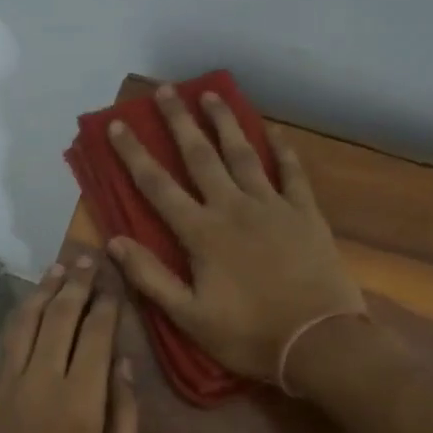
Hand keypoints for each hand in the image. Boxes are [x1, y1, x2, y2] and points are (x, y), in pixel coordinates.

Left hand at [0, 256, 138, 432]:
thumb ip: (125, 416)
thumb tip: (123, 363)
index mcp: (80, 403)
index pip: (95, 335)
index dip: (105, 303)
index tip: (113, 280)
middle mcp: (40, 383)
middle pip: (60, 318)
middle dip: (76, 283)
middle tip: (87, 256)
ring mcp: (5, 387)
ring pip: (26, 324)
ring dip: (44, 292)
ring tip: (59, 268)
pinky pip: (3, 346)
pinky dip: (20, 320)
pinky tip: (30, 307)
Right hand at [105, 84, 364, 384]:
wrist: (319, 343)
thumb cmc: (249, 334)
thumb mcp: (189, 316)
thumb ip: (150, 277)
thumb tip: (113, 242)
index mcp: (201, 234)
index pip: (158, 186)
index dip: (134, 155)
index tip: (118, 125)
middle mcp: (233, 208)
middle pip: (201, 156)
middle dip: (179, 122)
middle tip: (166, 90)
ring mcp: (273, 206)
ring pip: (244, 154)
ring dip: (225, 123)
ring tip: (212, 94)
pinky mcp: (305, 214)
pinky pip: (292, 172)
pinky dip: (282, 150)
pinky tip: (273, 132)